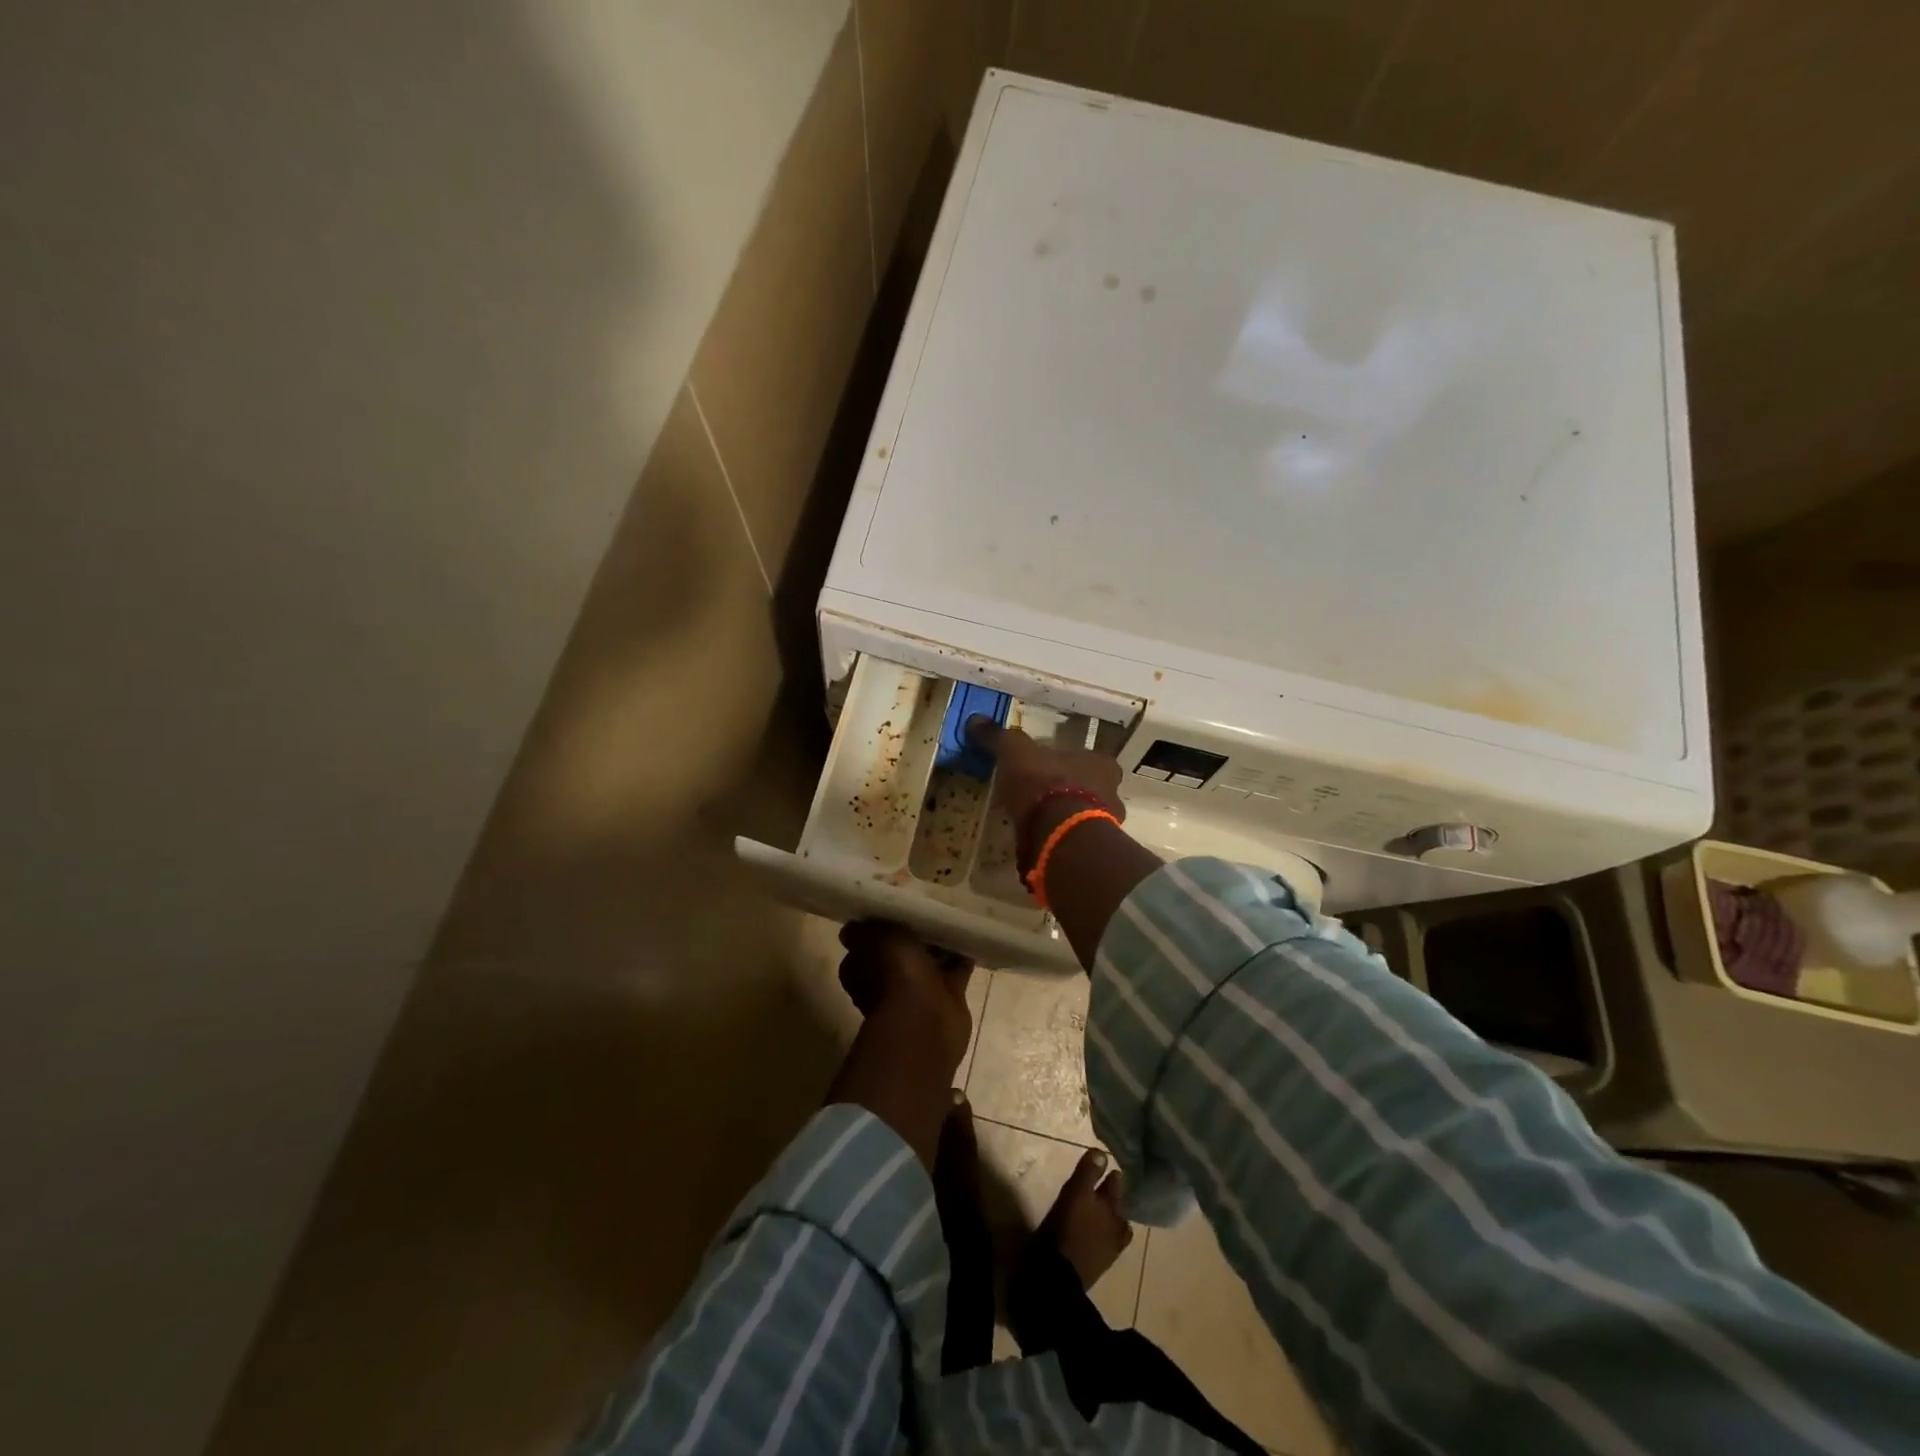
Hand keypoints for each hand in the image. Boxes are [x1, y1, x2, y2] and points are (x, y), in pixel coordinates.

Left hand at [837, 920, 973, 1062]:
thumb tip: (852, 928)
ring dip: (939, 945)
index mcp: (861, 969)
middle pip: (900, 951)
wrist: (925, 1018)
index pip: (867, 943)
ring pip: (928, 960)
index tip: (893, 909)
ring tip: (950, 919)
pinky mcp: (946, 996)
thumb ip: (865, 929)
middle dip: (913, 935)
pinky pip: (955, 969)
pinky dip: (962, 956)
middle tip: (927, 908)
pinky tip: (969, 935)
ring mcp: (917, 991)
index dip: (879, 927)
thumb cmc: (893, 971)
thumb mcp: (873, 937)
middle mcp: (886, 981)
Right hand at [965, 718, 1124, 829]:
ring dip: (1061, 818)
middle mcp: (1112, 792)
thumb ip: (999, 738)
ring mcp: (1106, 824)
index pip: (1086, 757)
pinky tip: (1035, 842)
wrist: (1059, 836)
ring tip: (1033, 823)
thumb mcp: (1015, 753)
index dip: (1063, 761)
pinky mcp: (1091, 851)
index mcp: (1101, 763)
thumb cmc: (1045, 785)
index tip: (1041, 768)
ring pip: (1082, 816)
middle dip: (1064, 791)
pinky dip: (1056, 839)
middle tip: (1037, 796)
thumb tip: (975, 720)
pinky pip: (1071, 840)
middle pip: (1087, 787)